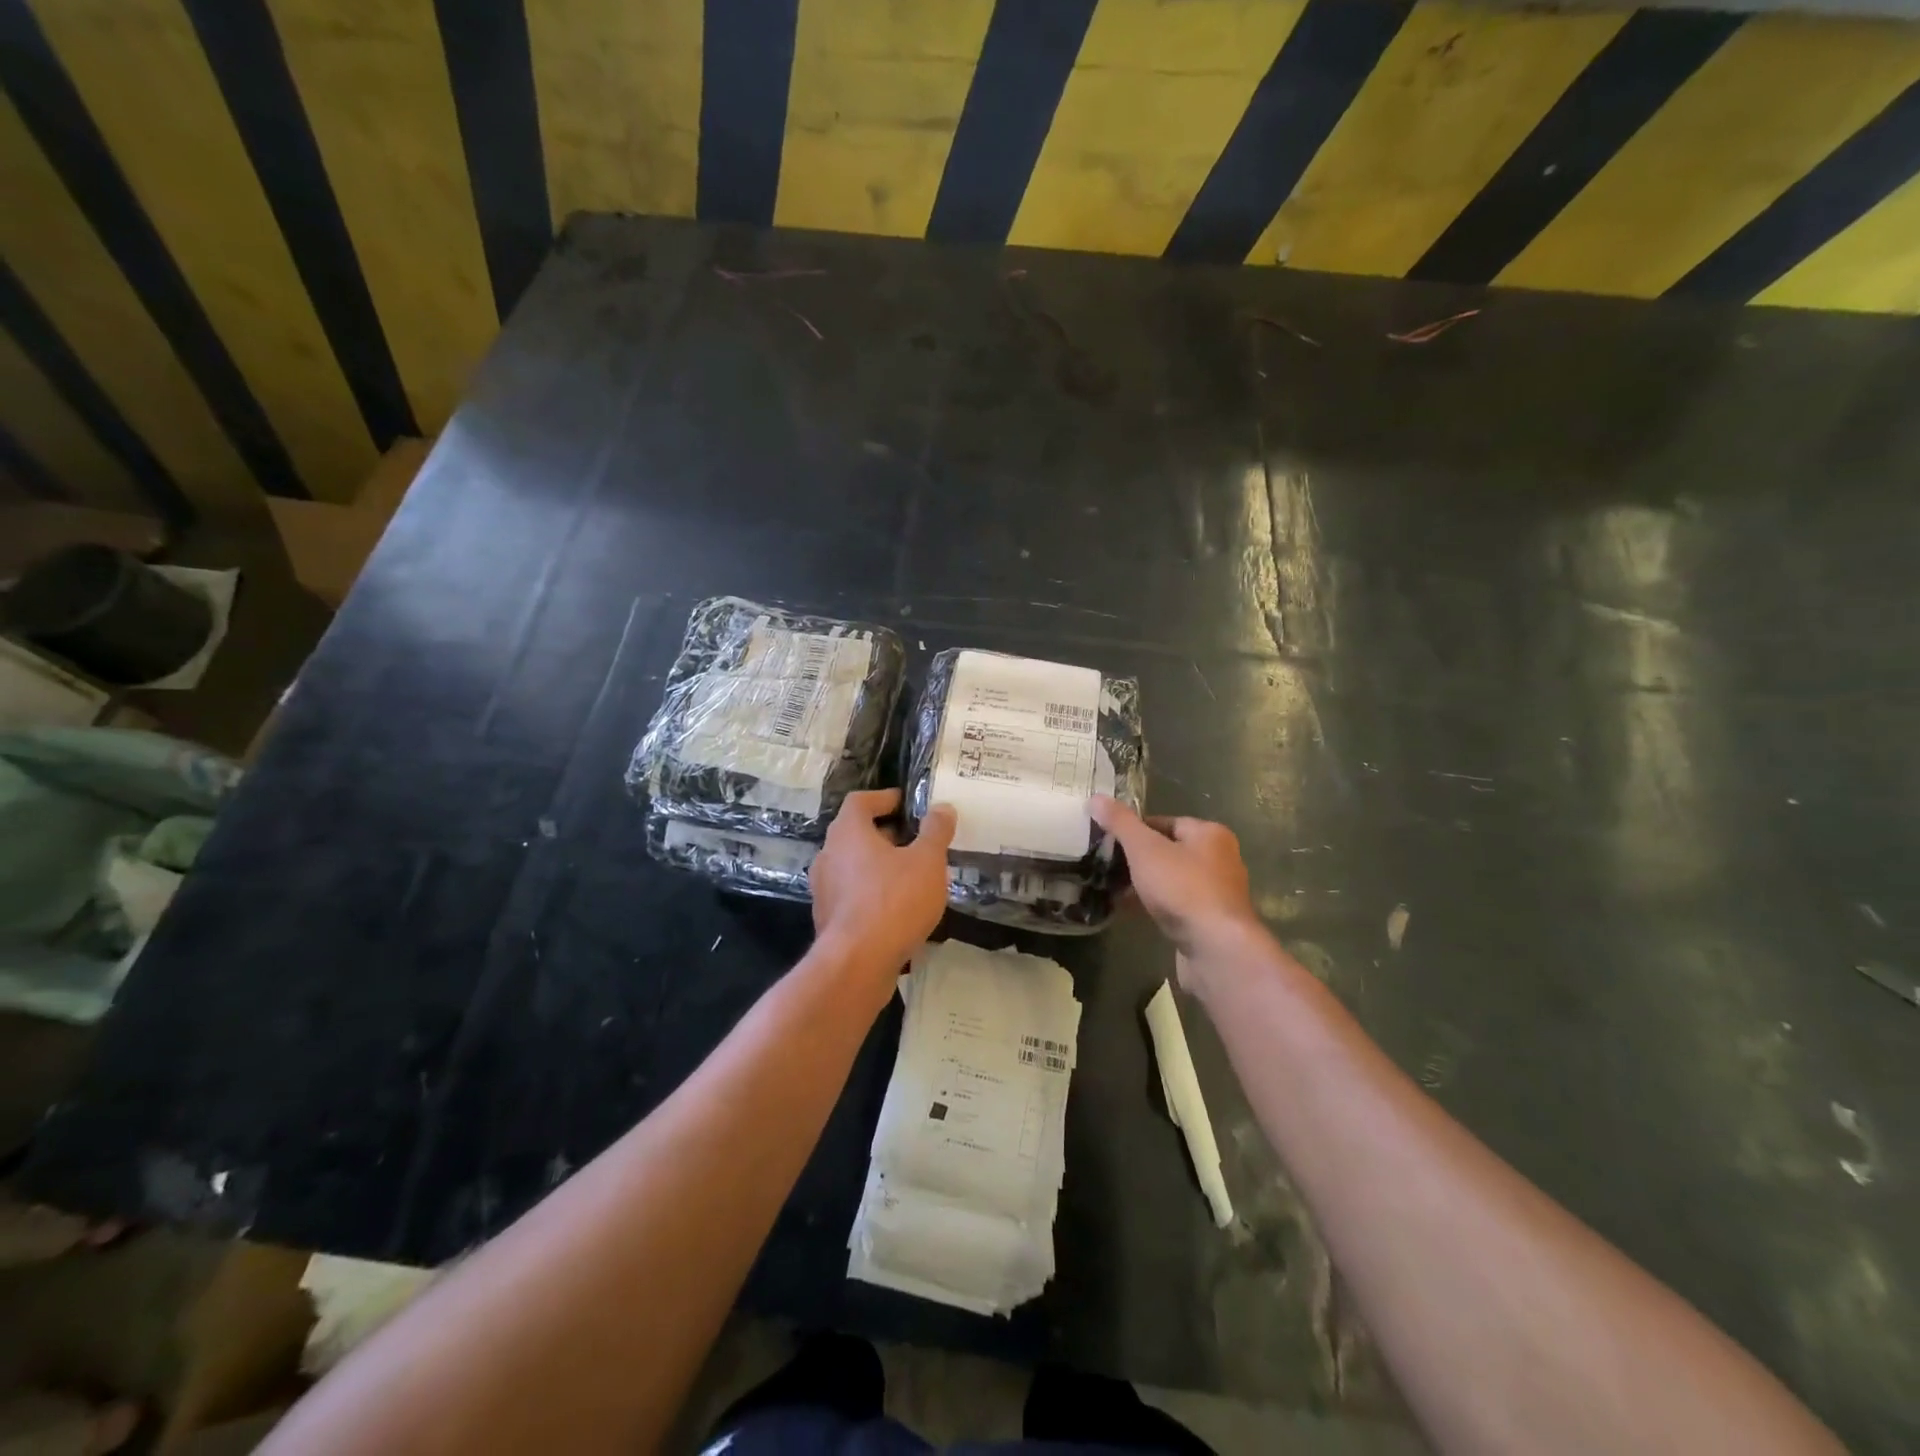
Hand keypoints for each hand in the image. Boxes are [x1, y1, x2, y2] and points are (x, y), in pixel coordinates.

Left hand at [810, 790, 954, 983]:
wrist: (858, 964)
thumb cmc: (894, 900)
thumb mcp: (927, 861)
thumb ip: (935, 831)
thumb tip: (942, 807)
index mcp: (847, 832)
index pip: (860, 801)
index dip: (884, 798)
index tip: (907, 804)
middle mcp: (828, 855)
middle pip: (855, 833)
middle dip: (886, 834)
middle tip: (916, 840)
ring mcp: (824, 889)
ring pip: (853, 865)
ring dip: (879, 865)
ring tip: (912, 875)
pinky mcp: (828, 918)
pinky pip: (853, 894)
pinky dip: (873, 892)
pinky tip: (899, 908)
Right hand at [1090, 796, 1259, 967]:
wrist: (1216, 948)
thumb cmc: (1182, 888)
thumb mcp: (1145, 849)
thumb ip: (1120, 823)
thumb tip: (1096, 797)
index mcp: (1210, 834)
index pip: (1165, 822)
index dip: (1134, 829)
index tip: (1107, 841)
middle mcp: (1219, 859)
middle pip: (1169, 851)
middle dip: (1137, 859)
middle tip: (1106, 866)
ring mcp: (1217, 892)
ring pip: (1171, 880)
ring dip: (1144, 884)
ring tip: (1112, 889)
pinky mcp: (1210, 921)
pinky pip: (1176, 904)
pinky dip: (1154, 905)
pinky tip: (1130, 911)